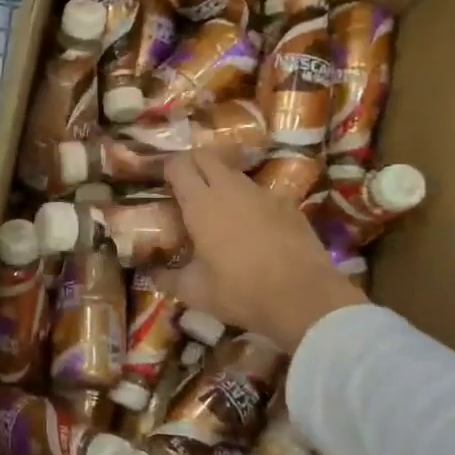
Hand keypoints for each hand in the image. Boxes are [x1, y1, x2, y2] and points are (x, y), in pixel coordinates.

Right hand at [156, 149, 367, 350]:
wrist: (304, 298)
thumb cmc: (240, 291)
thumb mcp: (195, 291)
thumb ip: (167, 278)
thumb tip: (149, 274)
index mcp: (201, 204)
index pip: (178, 165)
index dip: (167, 168)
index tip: (161, 181)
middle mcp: (230, 189)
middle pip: (206, 157)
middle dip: (192, 164)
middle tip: (184, 185)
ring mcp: (262, 194)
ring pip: (234, 173)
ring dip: (220, 180)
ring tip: (216, 205)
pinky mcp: (288, 205)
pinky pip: (259, 193)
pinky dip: (248, 200)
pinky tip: (250, 225)